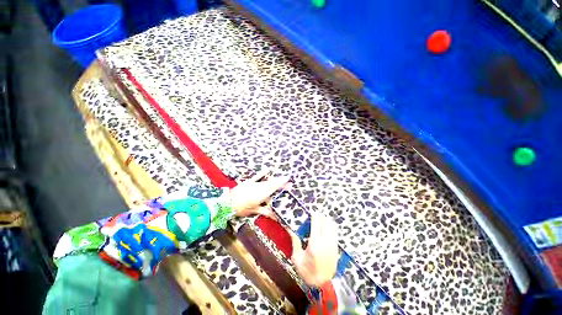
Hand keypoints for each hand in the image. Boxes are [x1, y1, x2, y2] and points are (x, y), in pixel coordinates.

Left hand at [230, 169, 289, 217]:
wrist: (227, 202)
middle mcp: (260, 187)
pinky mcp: (249, 182)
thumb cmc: (242, 208)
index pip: (274, 188)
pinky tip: (267, 169)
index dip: (282, 184)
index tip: (289, 182)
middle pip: (272, 184)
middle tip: (289, 182)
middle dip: (281, 183)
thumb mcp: (254, 210)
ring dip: (275, 180)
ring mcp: (255, 183)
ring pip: (267, 181)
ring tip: (282, 178)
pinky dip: (262, 173)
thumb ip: (266, 211)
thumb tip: (275, 216)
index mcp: (262, 194)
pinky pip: (257, 176)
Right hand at [290, 213, 338, 286]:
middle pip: (324, 222)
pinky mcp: (336, 248)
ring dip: (326, 220)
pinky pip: (335, 232)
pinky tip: (327, 225)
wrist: (323, 285)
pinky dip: (331, 226)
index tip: (312, 211)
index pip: (316, 223)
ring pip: (331, 226)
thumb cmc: (307, 272)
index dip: (315, 215)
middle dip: (320, 216)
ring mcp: (332, 244)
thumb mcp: (297, 258)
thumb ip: (295, 242)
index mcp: (314, 243)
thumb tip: (289, 229)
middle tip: (315, 213)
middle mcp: (325, 241)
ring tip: (321, 217)